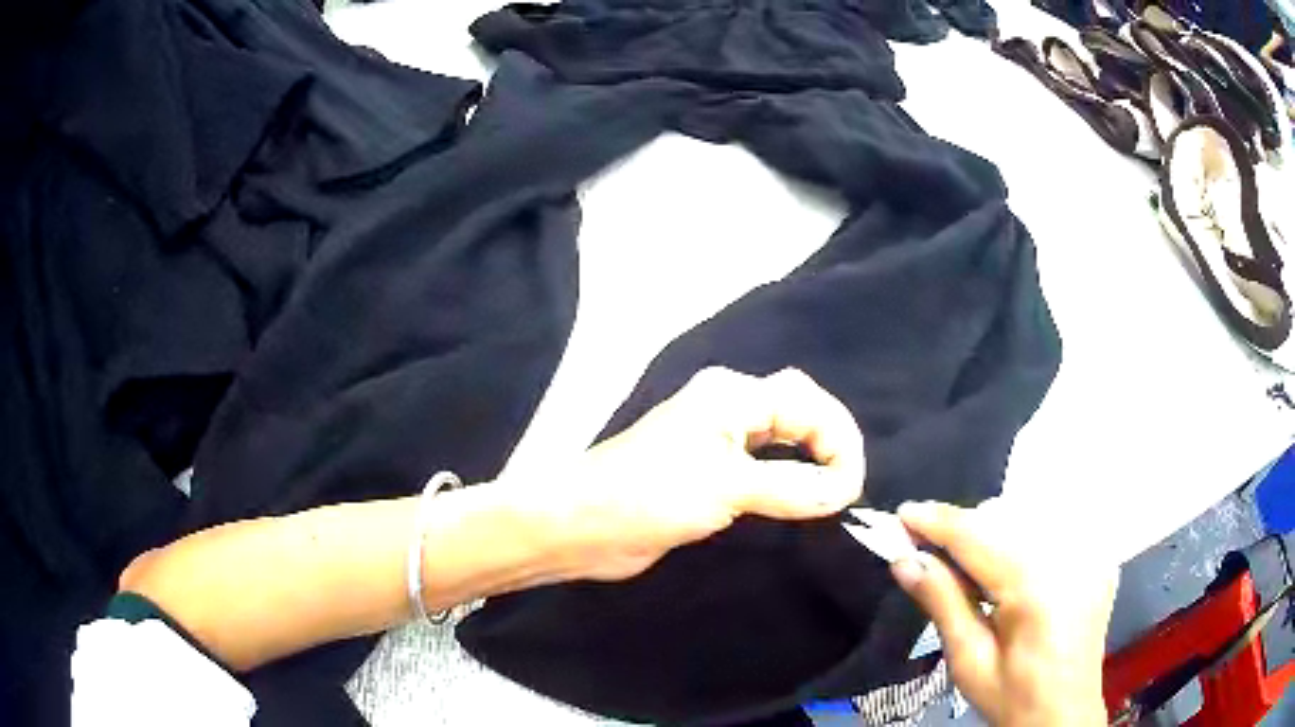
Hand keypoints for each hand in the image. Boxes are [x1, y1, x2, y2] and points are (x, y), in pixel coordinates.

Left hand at [509, 367, 865, 581]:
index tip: (849, 491)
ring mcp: (717, 442)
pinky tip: (800, 502)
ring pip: (782, 441)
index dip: (839, 443)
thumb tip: (845, 491)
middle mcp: (728, 409)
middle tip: (845, 489)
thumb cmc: (650, 496)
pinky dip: (789, 481)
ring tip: (832, 495)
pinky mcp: (708, 474)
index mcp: (732, 396)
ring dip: (811, 462)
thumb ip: (792, 487)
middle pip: (799, 413)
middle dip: (830, 445)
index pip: (809, 404)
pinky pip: (764, 468)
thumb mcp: (728, 487)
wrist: (582, 526)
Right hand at [890, 500, 1116, 726]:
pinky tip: (1011, 569)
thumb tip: (904, 560)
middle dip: (964, 528)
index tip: (902, 513)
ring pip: (1029, 514)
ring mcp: (1089, 551)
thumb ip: (942, 603)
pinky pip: (1053, 526)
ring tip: (970, 566)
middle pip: (1006, 516)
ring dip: (993, 530)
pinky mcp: (1097, 555)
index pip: (978, 537)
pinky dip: (1023, 536)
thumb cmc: (1013, 697)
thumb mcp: (969, 661)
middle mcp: (1069, 555)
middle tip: (929, 551)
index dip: (937, 522)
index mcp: (1037, 587)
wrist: (1064, 714)